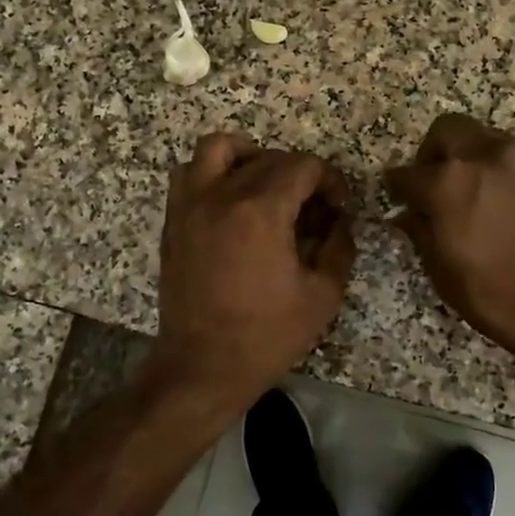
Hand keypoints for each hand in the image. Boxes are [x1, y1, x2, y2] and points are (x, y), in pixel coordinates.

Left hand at [150, 133, 356, 409]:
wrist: (202, 367)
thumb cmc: (266, 336)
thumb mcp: (322, 296)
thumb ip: (340, 247)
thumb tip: (339, 222)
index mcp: (261, 212)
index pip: (304, 166)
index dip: (331, 181)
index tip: (339, 209)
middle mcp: (221, 196)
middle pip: (269, 157)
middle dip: (300, 175)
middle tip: (314, 210)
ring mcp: (191, 205)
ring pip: (218, 148)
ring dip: (250, 156)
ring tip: (267, 186)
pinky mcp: (174, 221)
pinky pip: (188, 173)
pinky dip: (213, 172)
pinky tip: (232, 202)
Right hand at [384, 114, 514, 359]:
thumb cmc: (496, 295)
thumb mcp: (443, 272)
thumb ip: (421, 233)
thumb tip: (406, 215)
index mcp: (448, 184)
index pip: (407, 173)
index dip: (396, 187)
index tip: (397, 197)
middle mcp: (484, 158)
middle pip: (447, 130)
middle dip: (433, 151)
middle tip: (433, 180)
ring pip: (484, 137)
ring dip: (470, 156)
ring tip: (472, 189)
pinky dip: (500, 169)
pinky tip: (504, 199)